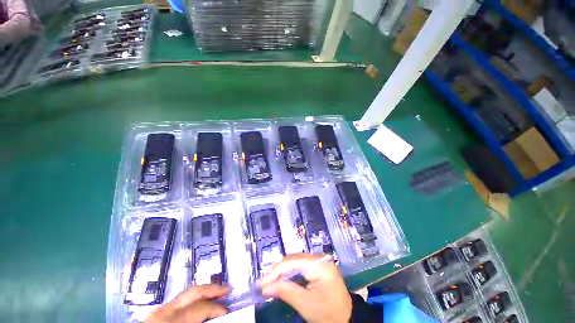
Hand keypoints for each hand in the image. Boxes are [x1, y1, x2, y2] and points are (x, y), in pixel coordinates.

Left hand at [146, 285, 229, 322]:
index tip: (228, 310)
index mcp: (172, 320)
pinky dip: (194, 298)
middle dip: (213, 289)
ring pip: (187, 293)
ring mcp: (160, 309)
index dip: (217, 308)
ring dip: (204, 291)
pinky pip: (180, 300)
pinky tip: (201, 300)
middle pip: (194, 292)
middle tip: (227, 290)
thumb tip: (221, 316)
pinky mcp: (157, 311)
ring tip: (217, 292)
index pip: (201, 307)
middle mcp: (165, 310)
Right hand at [260, 254, 351, 322]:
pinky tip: (281, 281)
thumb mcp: (306, 305)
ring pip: (295, 262)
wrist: (346, 319)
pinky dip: (289, 274)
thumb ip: (285, 292)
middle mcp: (319, 257)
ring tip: (269, 282)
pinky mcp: (317, 265)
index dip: (275, 271)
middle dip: (277, 272)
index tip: (261, 283)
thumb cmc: (328, 314)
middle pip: (293, 260)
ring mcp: (319, 260)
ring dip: (282, 272)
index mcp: (320, 264)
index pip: (293, 262)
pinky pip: (299, 266)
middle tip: (263, 284)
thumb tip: (264, 287)